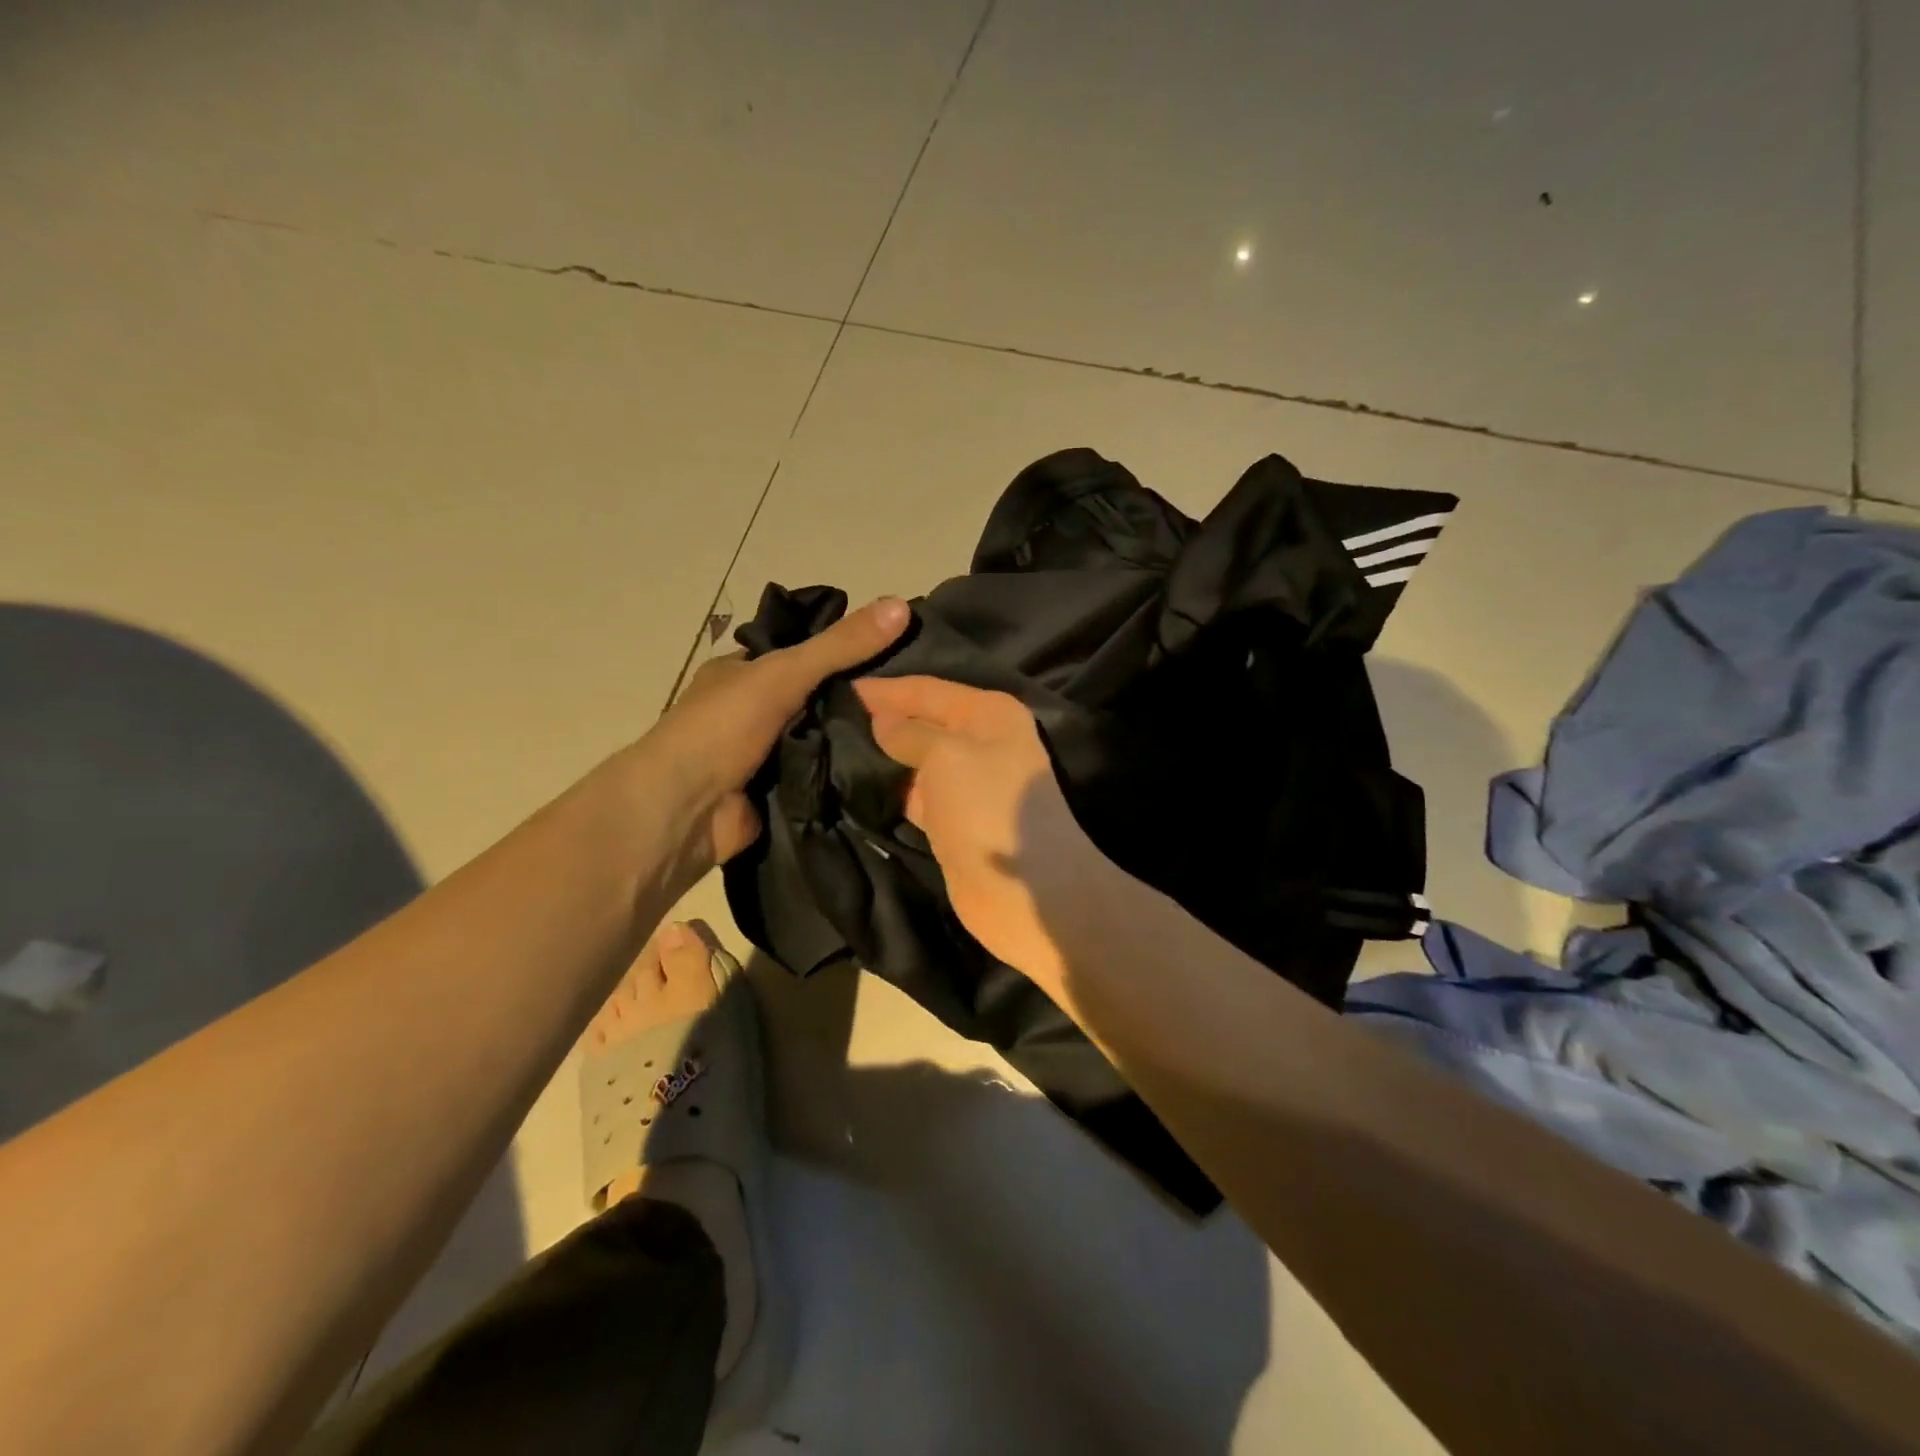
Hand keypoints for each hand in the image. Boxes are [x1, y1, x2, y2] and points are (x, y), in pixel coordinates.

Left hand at [643, 595, 909, 865]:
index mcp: (743, 673)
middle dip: (860, 698)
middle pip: (819, 697)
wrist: (684, 812)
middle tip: (917, 695)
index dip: (848, 649)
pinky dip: (848, 775)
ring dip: (858, 739)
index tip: (900, 650)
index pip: (805, 652)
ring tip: (917, 730)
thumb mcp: (783, 673)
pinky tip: (892, 767)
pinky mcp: (780, 793)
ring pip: (825, 738)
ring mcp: (767, 755)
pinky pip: (823, 777)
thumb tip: (901, 605)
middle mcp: (754, 711)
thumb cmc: (721, 728)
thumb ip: (840, 646)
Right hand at [854, 676, 1108, 994]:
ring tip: (832, 748)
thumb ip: (911, 733)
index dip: (885, 690)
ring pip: (917, 761)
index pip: (927, 689)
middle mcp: (982, 742)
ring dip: (883, 757)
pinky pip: (917, 795)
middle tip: (827, 718)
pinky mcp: (955, 820)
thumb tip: (880, 719)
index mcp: (989, 714)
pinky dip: (892, 791)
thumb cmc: (988, 808)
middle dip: (881, 721)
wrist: (1025, 890)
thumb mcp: (947, 757)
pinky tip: (856, 786)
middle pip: (922, 723)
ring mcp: (969, 784)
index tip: (839, 689)